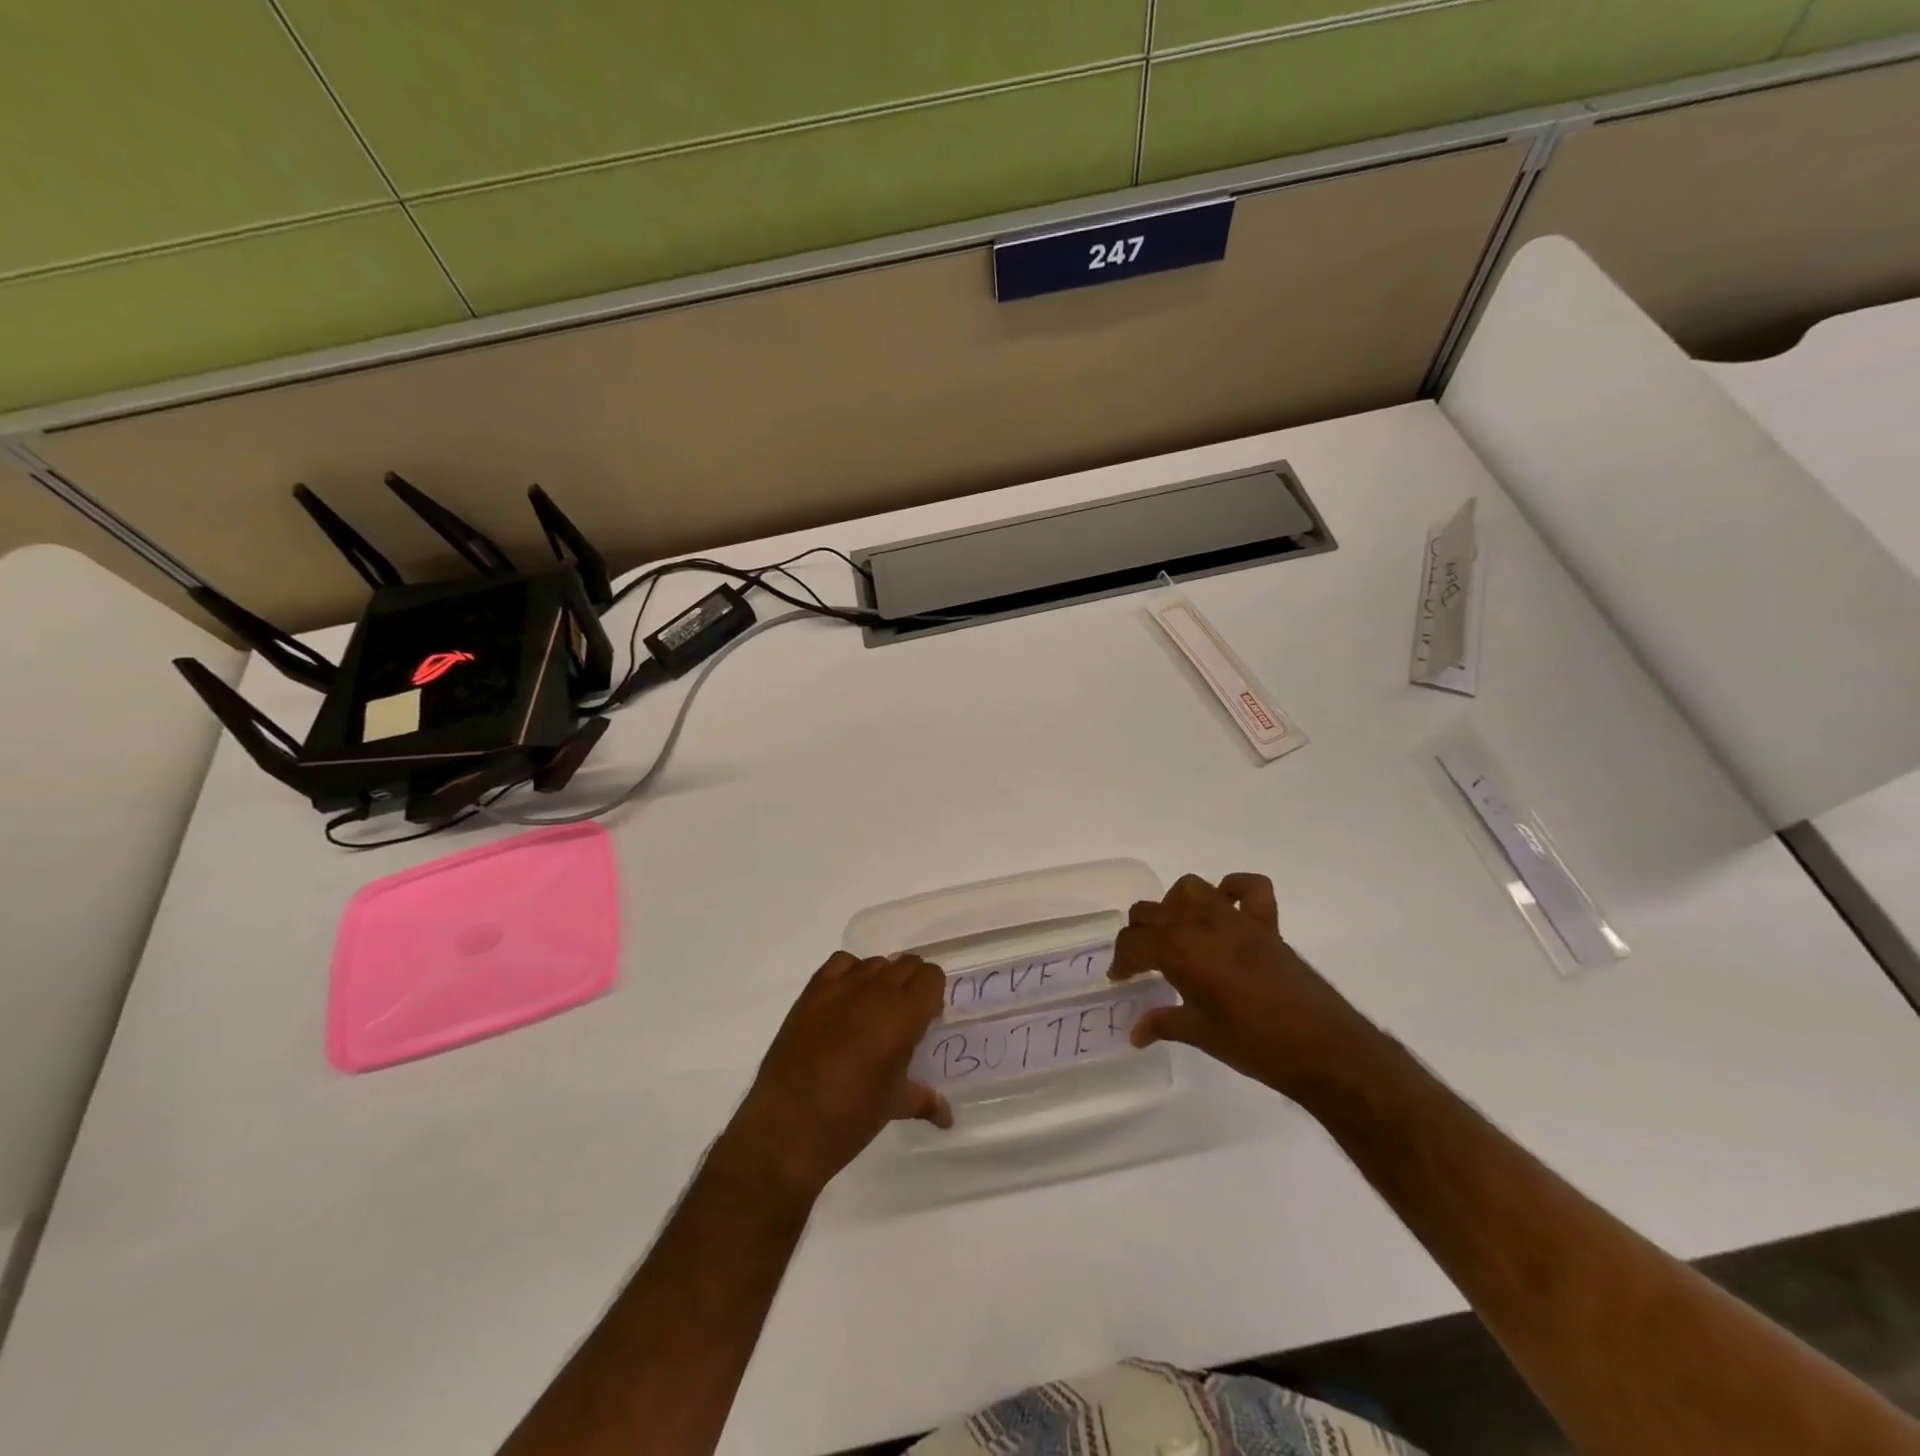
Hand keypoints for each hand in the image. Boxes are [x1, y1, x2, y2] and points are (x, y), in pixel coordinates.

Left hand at [716, 952, 950, 1200]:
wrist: (786, 1127)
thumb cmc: (850, 1118)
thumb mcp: (893, 1106)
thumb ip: (924, 1099)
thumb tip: (948, 1116)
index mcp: (904, 1015)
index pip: (931, 977)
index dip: (932, 995)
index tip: (925, 1020)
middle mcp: (876, 990)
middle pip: (906, 964)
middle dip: (911, 986)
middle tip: (903, 1020)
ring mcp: (841, 986)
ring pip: (876, 963)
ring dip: (882, 981)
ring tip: (872, 1014)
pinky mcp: (812, 991)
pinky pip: (841, 963)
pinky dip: (850, 974)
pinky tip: (846, 1002)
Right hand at [1109, 872, 1370, 1098]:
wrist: (1323, 1049)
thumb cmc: (1255, 1046)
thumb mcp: (1200, 1036)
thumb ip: (1163, 1024)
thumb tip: (1135, 1032)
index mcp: (1181, 952)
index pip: (1134, 942)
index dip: (1121, 960)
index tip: (1120, 978)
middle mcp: (1203, 926)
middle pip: (1153, 911)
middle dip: (1140, 933)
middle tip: (1143, 961)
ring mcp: (1236, 920)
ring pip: (1192, 889)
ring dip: (1176, 905)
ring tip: (1178, 932)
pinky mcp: (1267, 925)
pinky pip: (1250, 888)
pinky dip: (1234, 889)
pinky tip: (1225, 908)